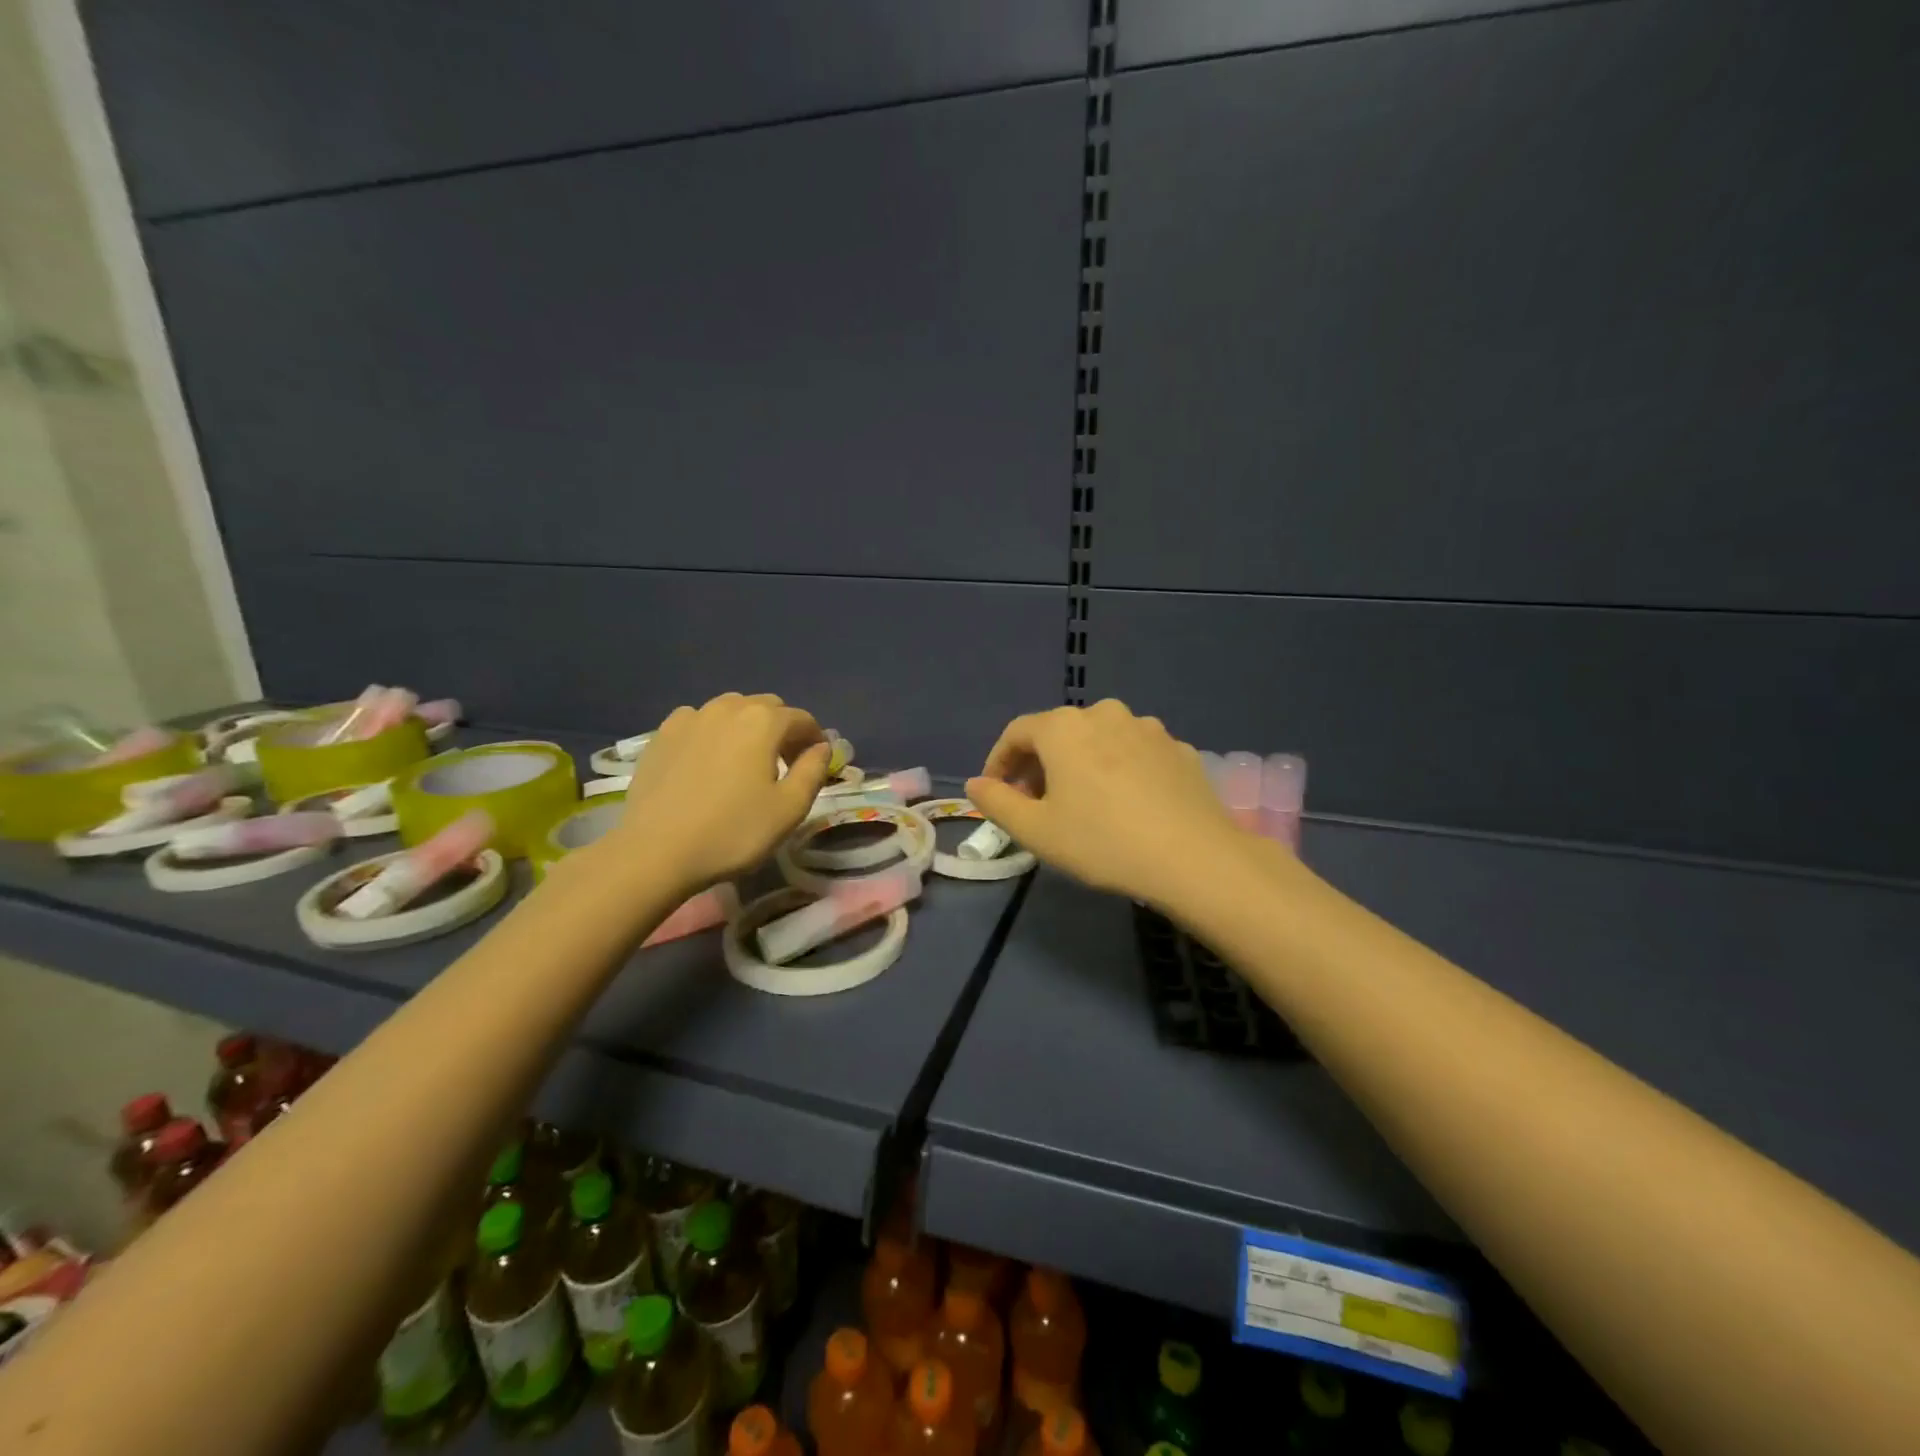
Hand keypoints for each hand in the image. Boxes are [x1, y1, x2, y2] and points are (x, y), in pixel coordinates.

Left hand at [607, 693, 831, 895]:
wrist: (656, 851)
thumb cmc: (733, 831)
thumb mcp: (789, 808)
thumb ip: (813, 771)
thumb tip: (822, 747)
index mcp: (764, 721)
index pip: (802, 719)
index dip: (815, 739)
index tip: (815, 764)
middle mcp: (728, 707)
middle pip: (767, 707)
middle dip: (782, 729)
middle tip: (783, 764)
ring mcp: (690, 717)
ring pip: (731, 709)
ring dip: (747, 727)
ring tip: (744, 761)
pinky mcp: (661, 734)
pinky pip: (698, 721)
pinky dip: (712, 732)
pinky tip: (708, 760)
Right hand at [966, 699, 1252, 906]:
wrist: (1194, 858)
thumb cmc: (1102, 841)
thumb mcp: (1036, 830)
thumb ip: (997, 802)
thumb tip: (976, 784)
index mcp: (1064, 727)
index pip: (1017, 733)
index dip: (999, 761)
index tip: (995, 792)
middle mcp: (1104, 714)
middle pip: (1058, 733)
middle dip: (1039, 764)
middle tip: (1034, 802)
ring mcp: (1147, 728)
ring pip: (1099, 740)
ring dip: (1080, 764)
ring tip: (1081, 803)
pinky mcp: (1179, 748)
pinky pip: (1134, 753)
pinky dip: (1118, 770)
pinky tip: (1126, 804)